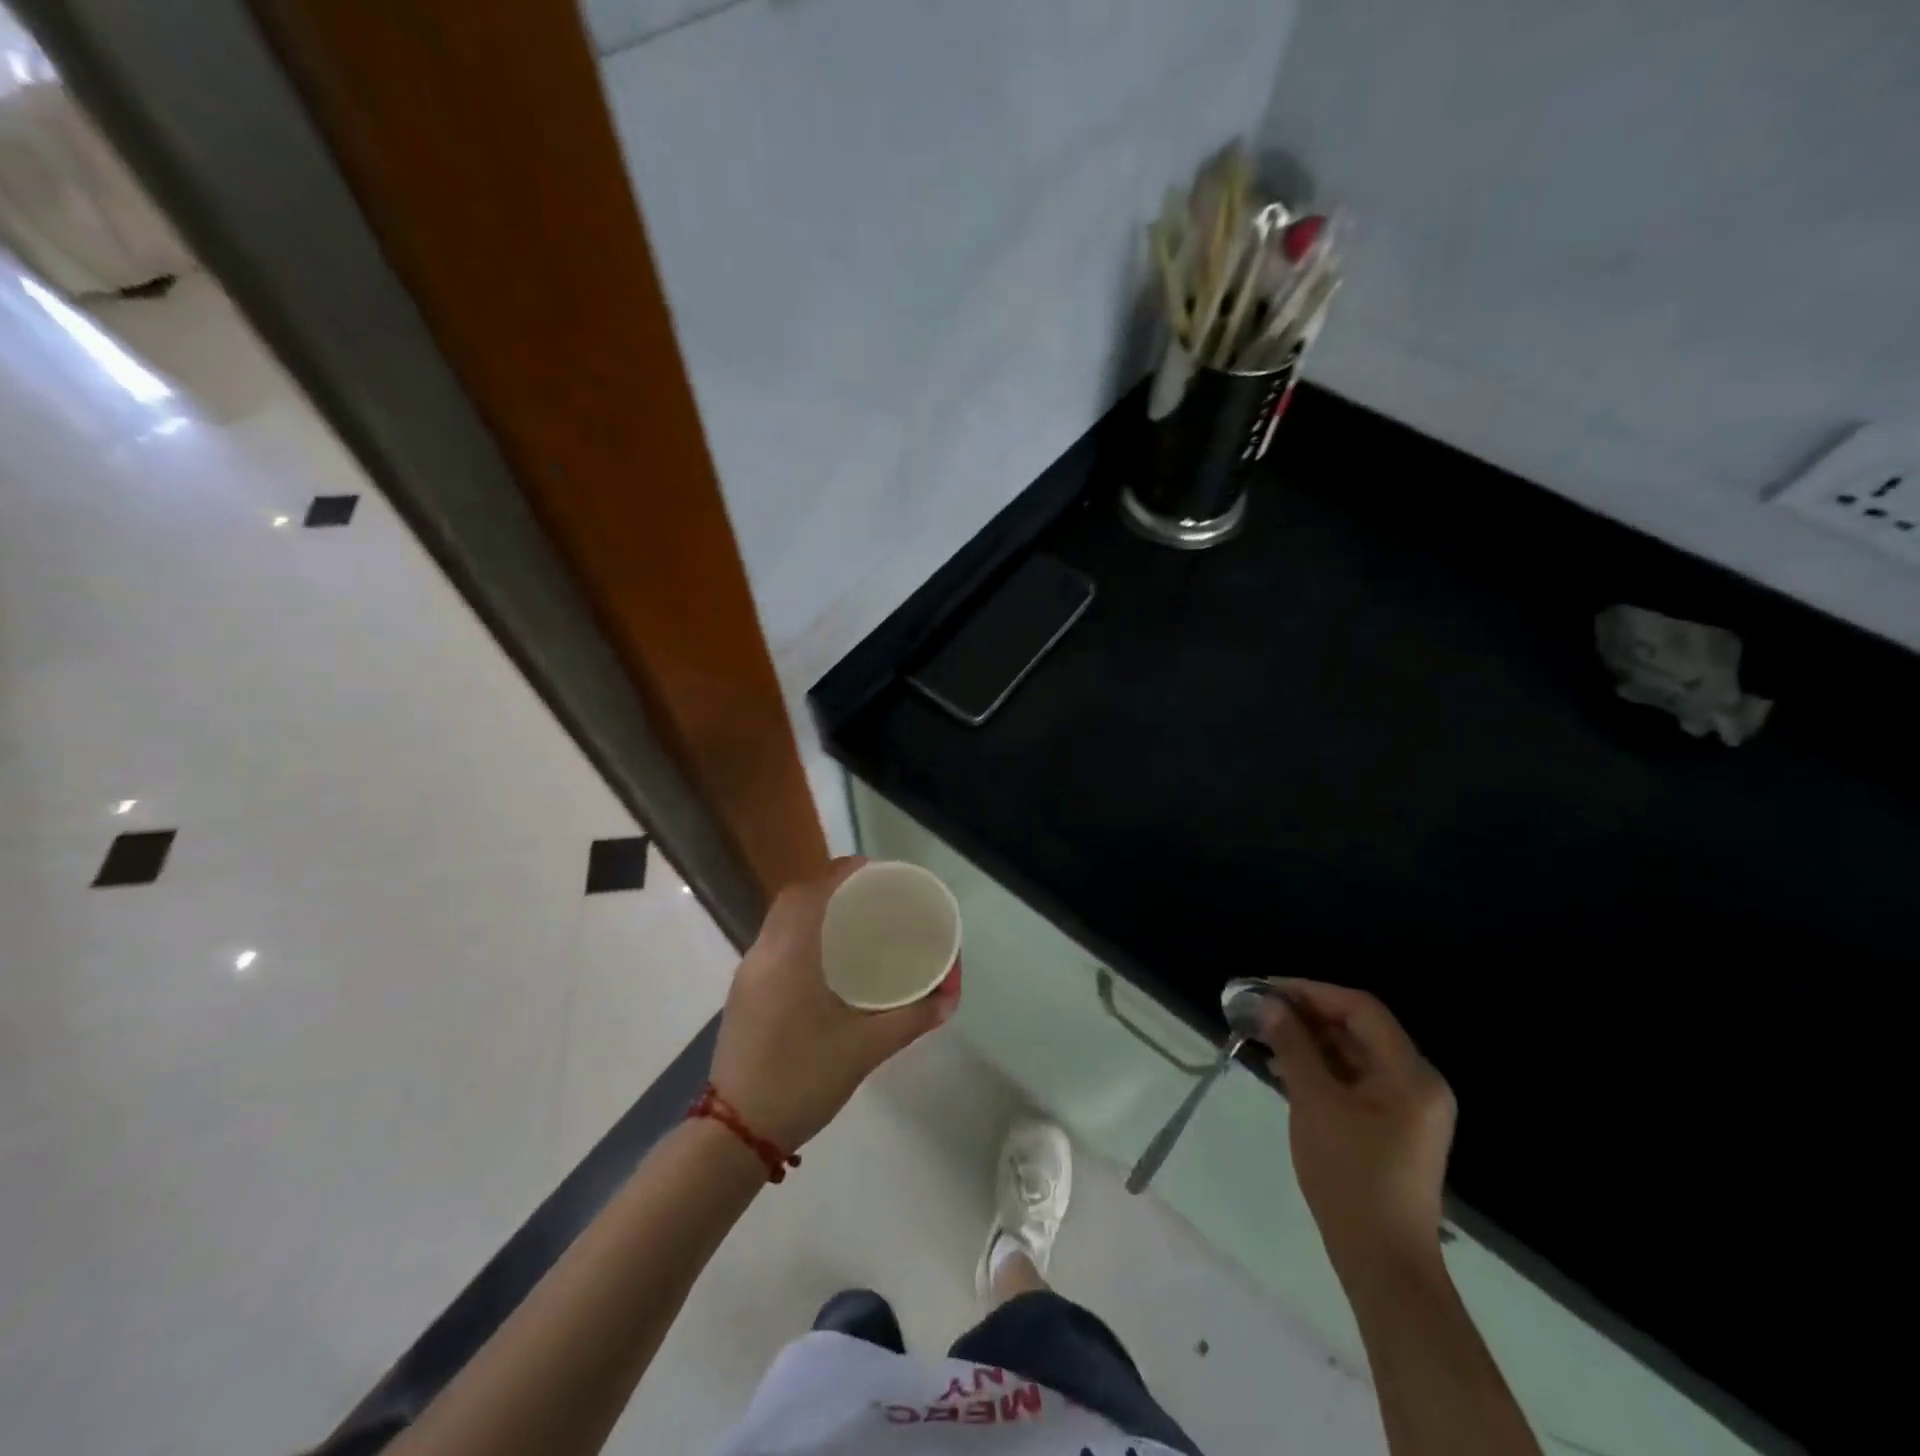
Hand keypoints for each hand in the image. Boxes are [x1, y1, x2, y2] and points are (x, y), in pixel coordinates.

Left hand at [709, 857, 958, 1152]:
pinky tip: (823, 957)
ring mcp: (748, 974)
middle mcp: (763, 954)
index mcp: (790, 955)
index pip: (812, 892)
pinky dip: (799, 933)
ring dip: (811, 909)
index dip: (841, 873)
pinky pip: (773, 942)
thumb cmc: (803, 1080)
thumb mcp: (866, 1049)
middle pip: (793, 899)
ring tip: (851, 920)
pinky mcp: (742, 994)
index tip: (874, 871)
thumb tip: (950, 996)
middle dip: (829, 886)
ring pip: (779, 921)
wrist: (736, 1132)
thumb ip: (912, 1019)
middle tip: (868, 895)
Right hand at [1259, 980, 1455, 1272]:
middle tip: (1259, 1010)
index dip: (1312, 992)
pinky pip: (1354, 1078)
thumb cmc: (1350, 1177)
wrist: (1382, 1262)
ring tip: (1263, 1034)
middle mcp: (1417, 1082)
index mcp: (1410, 1074)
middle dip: (1307, 1014)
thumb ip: (1293, 1046)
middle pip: (1359, 1028)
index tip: (1267, 989)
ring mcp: (1406, 1106)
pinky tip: (1283, 1067)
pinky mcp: (1391, 1125)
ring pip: (1353, 1052)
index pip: (1360, 1009)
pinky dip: (1320, 1066)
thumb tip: (1268, 1004)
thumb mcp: (1315, 1104)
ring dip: (1309, 1040)